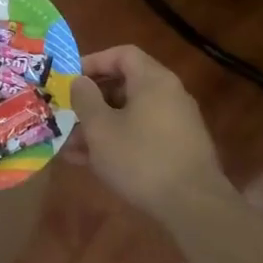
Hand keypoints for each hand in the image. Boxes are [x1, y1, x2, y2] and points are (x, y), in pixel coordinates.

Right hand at [69, 44, 227, 220]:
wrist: (194, 207)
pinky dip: (120, 141)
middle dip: (93, 101)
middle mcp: (170, 94)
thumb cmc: (141, 158)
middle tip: (68, 115)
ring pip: (131, 114)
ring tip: (72, 147)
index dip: (94, 61)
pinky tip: (94, 163)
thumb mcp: (100, 128)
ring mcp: (178, 123)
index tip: (72, 80)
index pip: (122, 54)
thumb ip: (85, 99)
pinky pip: (143, 134)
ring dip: (101, 126)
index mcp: (153, 80)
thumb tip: (80, 82)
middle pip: (126, 85)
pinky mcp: (180, 149)